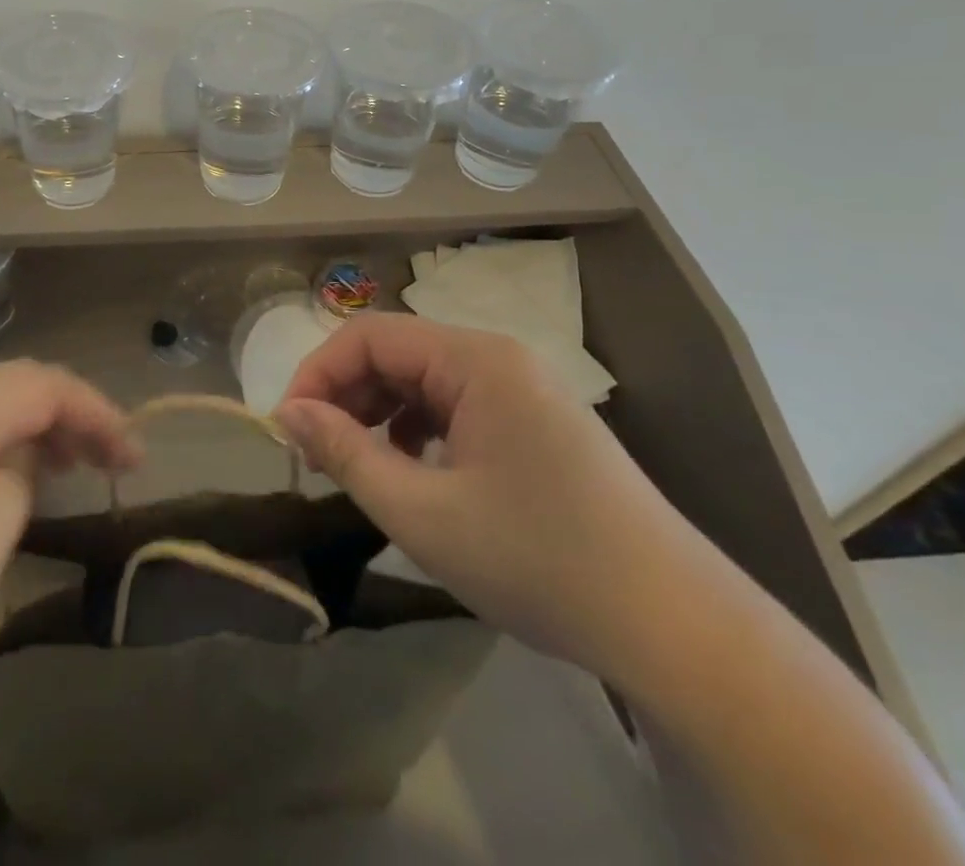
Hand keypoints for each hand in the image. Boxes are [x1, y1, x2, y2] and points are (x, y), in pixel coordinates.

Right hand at [276, 314, 715, 686]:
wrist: (677, 628)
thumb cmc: (539, 560)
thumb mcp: (423, 513)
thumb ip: (346, 454)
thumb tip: (288, 413)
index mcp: (476, 359)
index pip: (369, 336)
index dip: (318, 374)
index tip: (288, 428)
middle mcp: (500, 358)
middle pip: (397, 353)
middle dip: (347, 396)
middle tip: (318, 455)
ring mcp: (524, 390)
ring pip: (425, 380)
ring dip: (380, 413)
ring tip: (361, 465)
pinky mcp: (537, 423)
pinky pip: (457, 405)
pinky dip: (420, 428)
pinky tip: (415, 471)